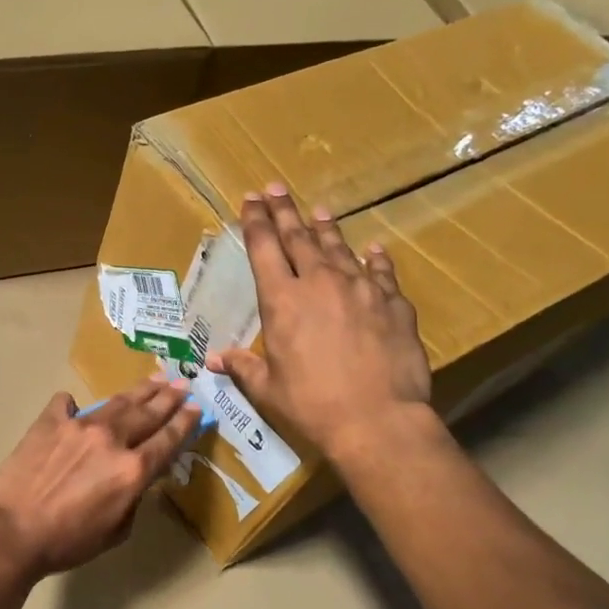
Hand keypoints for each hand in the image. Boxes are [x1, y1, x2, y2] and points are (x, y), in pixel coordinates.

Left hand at [0, 376, 202, 577]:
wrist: (13, 532)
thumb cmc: (68, 542)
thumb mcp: (117, 530)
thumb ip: (134, 497)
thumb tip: (137, 476)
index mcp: (133, 469)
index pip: (168, 439)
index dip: (186, 422)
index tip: (197, 408)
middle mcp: (112, 439)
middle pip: (148, 412)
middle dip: (169, 397)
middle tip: (184, 384)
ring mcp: (78, 426)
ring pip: (116, 402)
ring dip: (139, 390)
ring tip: (155, 379)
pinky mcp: (49, 422)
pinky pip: (66, 404)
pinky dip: (74, 404)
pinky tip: (75, 405)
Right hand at [206, 186, 432, 462]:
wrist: (377, 419)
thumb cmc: (312, 406)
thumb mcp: (268, 389)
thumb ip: (242, 367)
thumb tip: (214, 359)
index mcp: (282, 301)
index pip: (264, 249)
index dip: (256, 222)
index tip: (250, 200)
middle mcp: (319, 283)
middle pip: (299, 237)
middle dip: (284, 211)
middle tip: (275, 188)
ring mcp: (361, 289)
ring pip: (339, 248)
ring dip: (326, 228)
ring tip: (318, 210)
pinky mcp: (394, 303)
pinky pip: (381, 272)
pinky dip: (374, 259)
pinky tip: (373, 249)